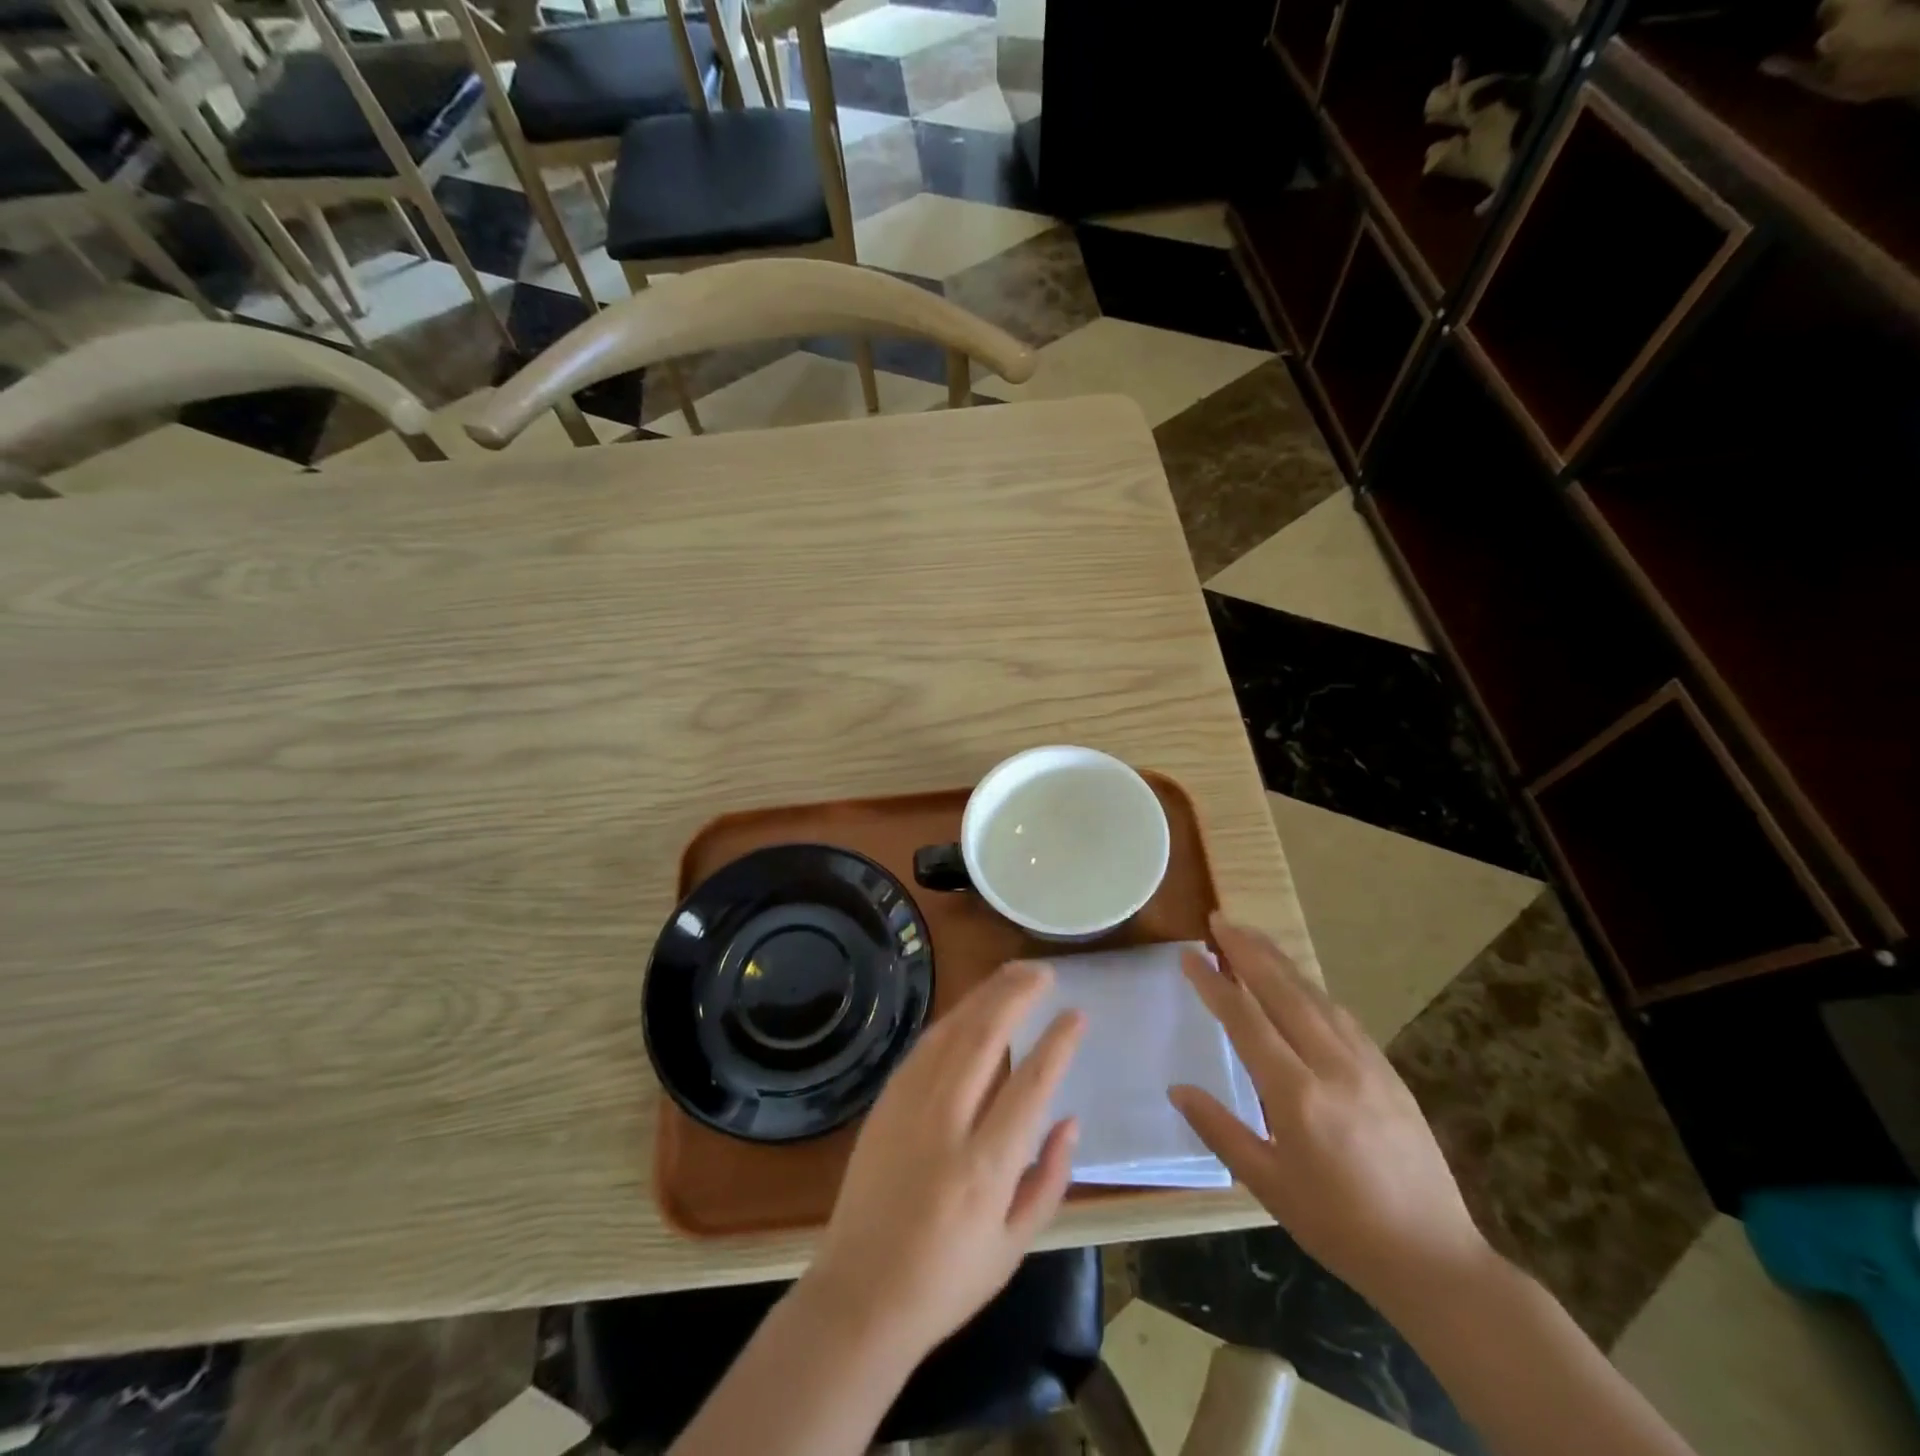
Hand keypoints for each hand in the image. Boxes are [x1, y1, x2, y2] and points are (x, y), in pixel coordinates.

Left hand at [801, 961, 1084, 1360]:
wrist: (859, 1296)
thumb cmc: (947, 1281)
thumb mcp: (1014, 1247)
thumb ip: (1048, 1179)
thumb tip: (1068, 1119)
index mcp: (984, 1169)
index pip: (1030, 1085)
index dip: (1057, 1043)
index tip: (1076, 1013)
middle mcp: (945, 1126)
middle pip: (985, 1039)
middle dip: (1016, 995)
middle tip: (1044, 972)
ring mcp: (907, 1108)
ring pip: (951, 1033)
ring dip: (984, 996)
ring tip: (1013, 974)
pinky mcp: (884, 1104)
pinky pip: (924, 1048)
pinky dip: (952, 1020)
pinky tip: (970, 1007)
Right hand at [1170, 914, 1489, 1313]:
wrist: (1435, 1260)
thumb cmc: (1339, 1228)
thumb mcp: (1269, 1185)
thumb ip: (1220, 1130)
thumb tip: (1178, 1089)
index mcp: (1297, 1095)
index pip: (1245, 1020)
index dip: (1214, 983)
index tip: (1190, 954)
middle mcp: (1332, 1066)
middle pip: (1283, 991)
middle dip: (1248, 950)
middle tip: (1220, 920)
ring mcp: (1366, 1065)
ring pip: (1315, 996)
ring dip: (1280, 961)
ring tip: (1251, 936)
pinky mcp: (1388, 1072)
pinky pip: (1342, 1015)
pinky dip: (1311, 989)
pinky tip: (1299, 983)